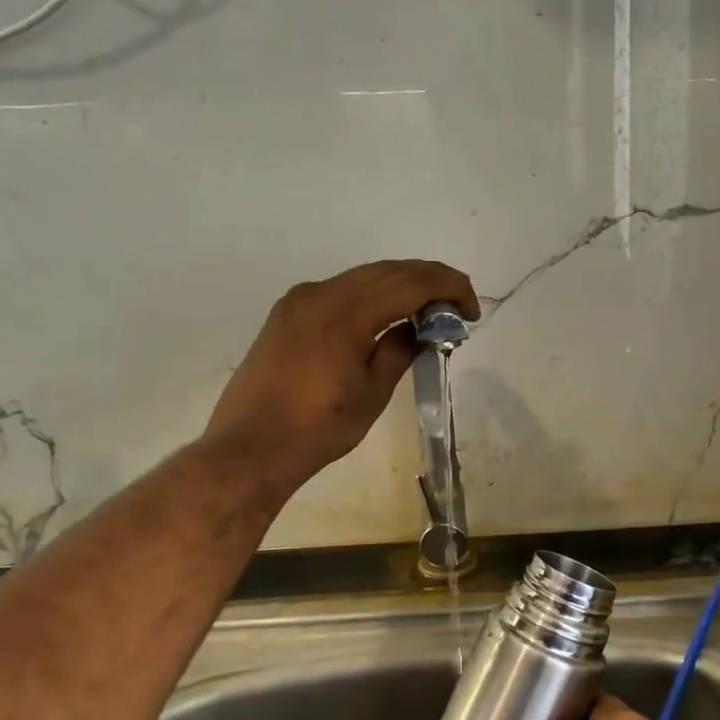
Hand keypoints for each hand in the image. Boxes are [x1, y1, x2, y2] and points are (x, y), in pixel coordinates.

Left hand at [205, 260, 477, 500]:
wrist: (248, 448)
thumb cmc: (317, 429)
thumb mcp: (372, 392)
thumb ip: (400, 350)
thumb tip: (423, 328)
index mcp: (346, 312)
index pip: (412, 282)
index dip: (449, 288)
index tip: (471, 312)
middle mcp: (321, 293)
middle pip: (389, 271)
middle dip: (429, 282)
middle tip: (456, 309)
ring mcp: (300, 299)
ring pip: (363, 277)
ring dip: (401, 286)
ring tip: (427, 313)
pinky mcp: (288, 312)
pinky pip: (340, 290)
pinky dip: (372, 295)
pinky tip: (386, 317)